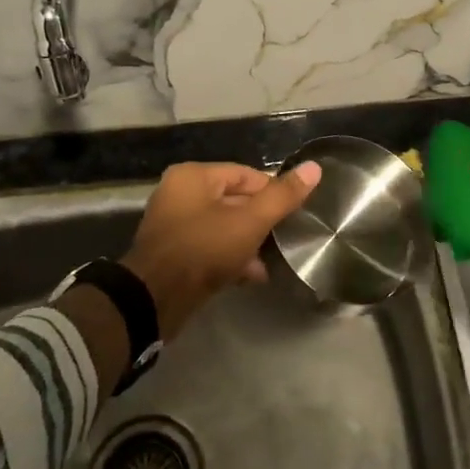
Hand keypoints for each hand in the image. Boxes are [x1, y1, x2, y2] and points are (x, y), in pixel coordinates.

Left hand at [122, 161, 321, 337]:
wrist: (154, 300)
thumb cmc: (203, 249)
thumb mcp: (249, 222)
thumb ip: (282, 196)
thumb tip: (314, 168)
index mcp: (193, 176)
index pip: (246, 175)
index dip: (273, 193)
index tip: (294, 214)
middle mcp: (180, 194)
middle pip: (234, 200)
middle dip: (261, 221)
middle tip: (285, 238)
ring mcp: (174, 225)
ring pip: (224, 226)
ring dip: (248, 243)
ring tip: (272, 260)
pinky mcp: (174, 254)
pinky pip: (210, 247)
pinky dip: (230, 257)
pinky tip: (252, 276)